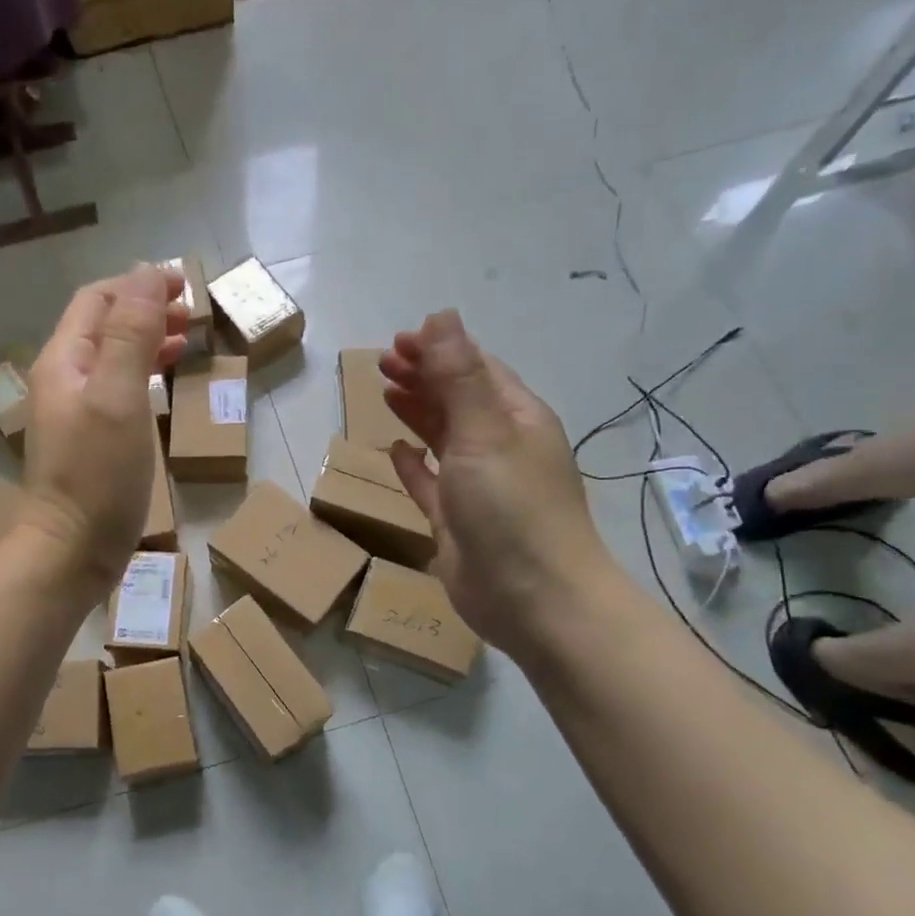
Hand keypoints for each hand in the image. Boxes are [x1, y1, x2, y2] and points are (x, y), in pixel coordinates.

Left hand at [19, 264, 188, 593]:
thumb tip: (146, 274)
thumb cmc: (97, 474)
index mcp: (64, 360)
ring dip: (147, 341)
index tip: (185, 285)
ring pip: (111, 358)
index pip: (98, 299)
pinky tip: (164, 386)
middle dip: (145, 310)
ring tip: (186, 341)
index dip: (139, 284)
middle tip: (192, 314)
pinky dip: (143, 375)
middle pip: (103, 326)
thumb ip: (130, 334)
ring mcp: (74, 412)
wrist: (71, 551)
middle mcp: (63, 379)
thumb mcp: (118, 396)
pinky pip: (117, 390)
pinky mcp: (89, 441)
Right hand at [380, 310, 616, 653]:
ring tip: (385, 391)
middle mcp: (500, 447)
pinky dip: (415, 464)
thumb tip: (442, 315)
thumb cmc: (512, 508)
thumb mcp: (484, 432)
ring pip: (444, 438)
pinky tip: (395, 451)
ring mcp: (478, 487)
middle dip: (423, 376)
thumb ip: (458, 375)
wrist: (533, 600)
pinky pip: (431, 483)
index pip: (477, 369)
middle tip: (382, 362)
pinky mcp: (456, 522)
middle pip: (458, 399)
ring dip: (417, 413)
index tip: (399, 339)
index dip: (440, 349)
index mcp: (516, 419)